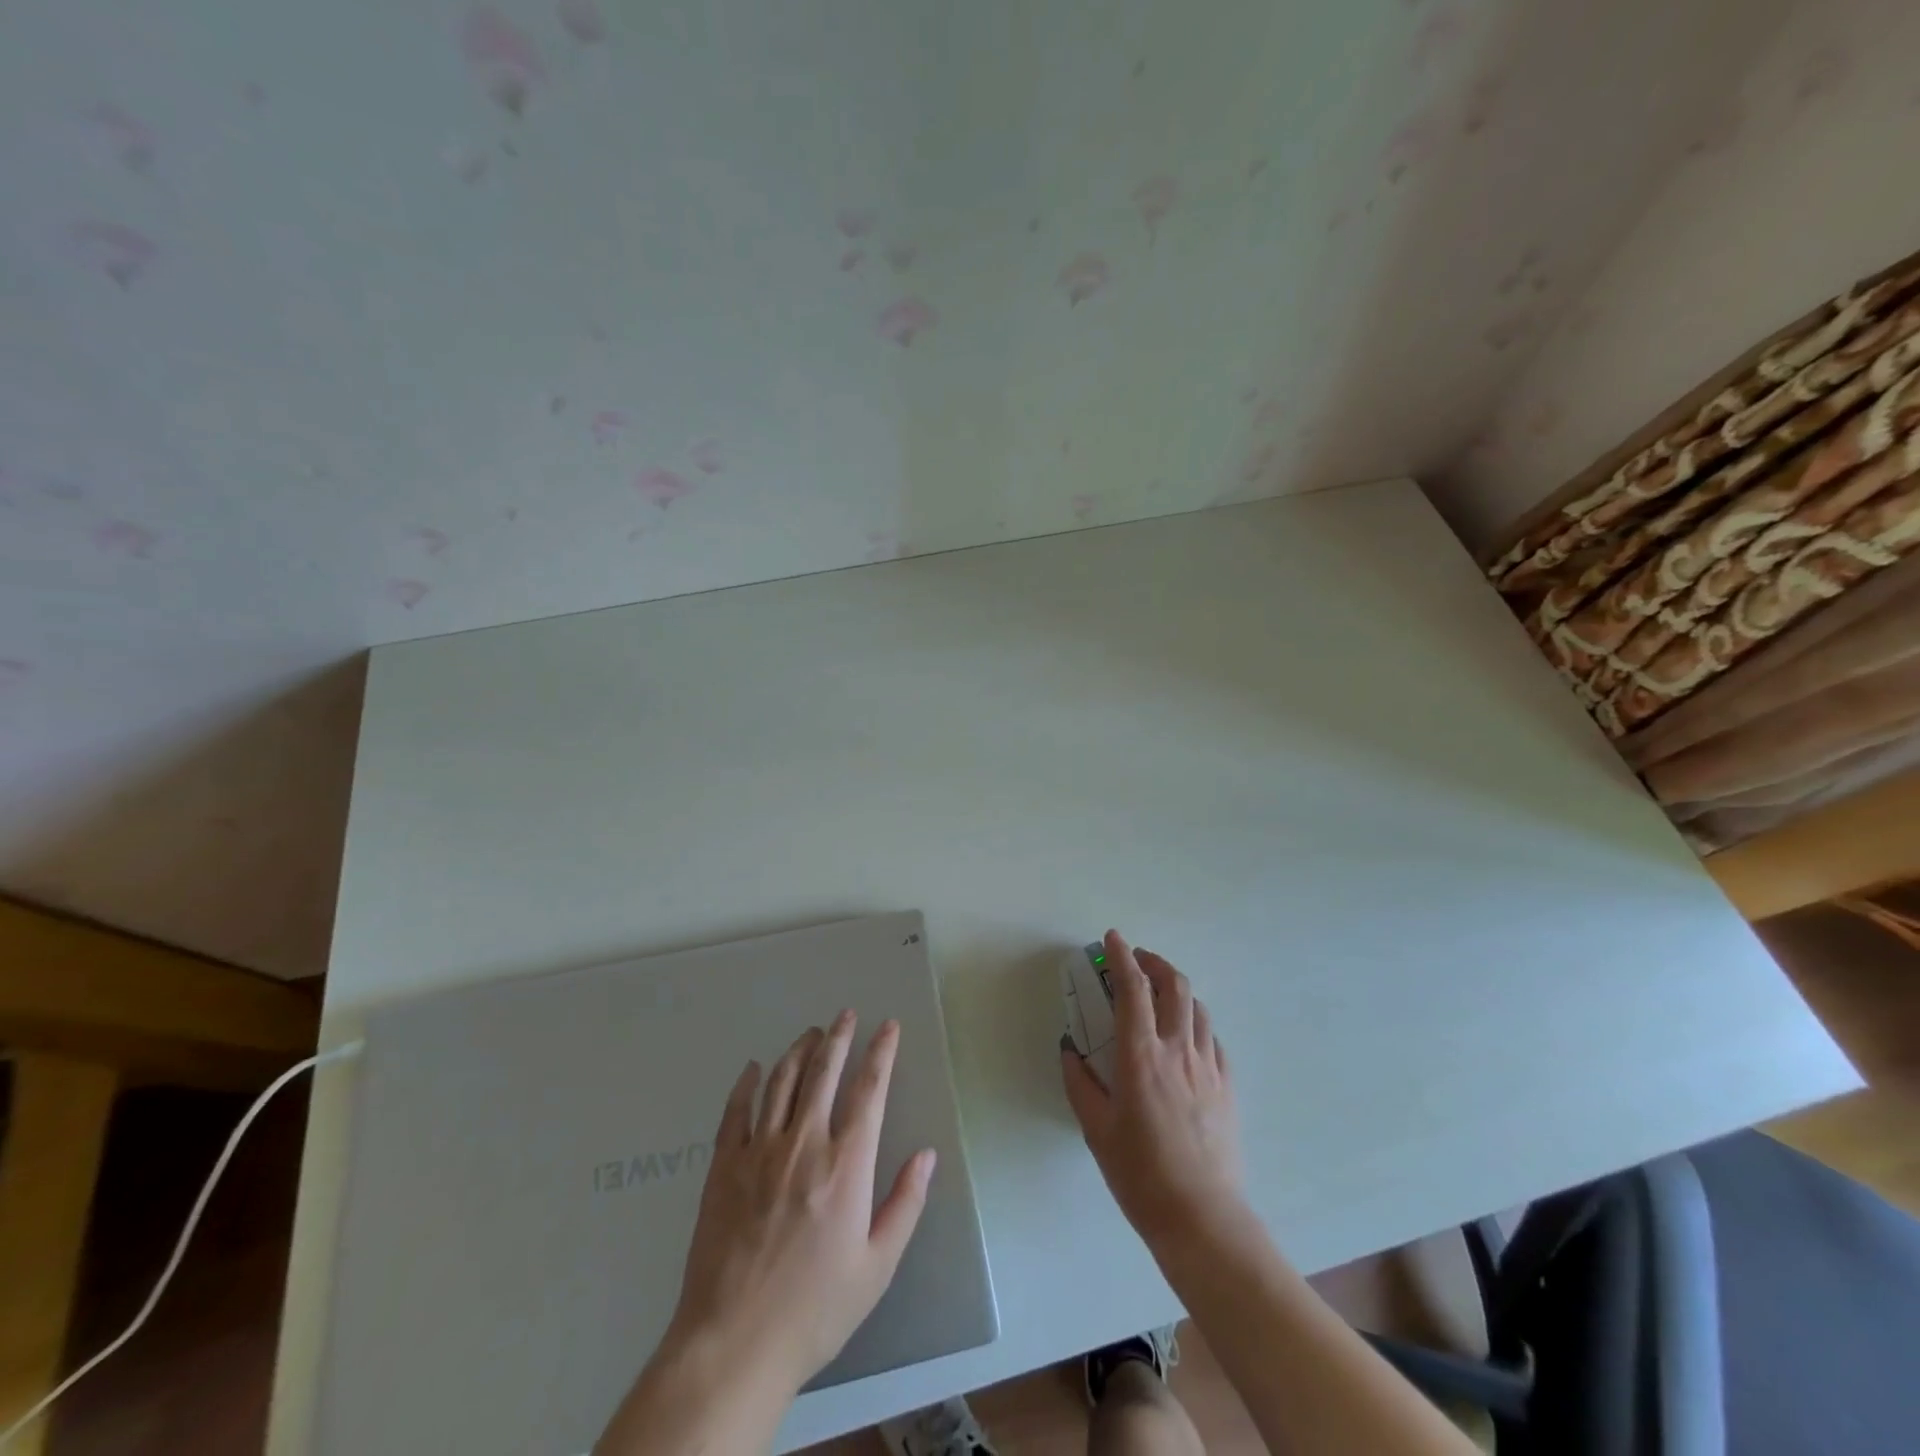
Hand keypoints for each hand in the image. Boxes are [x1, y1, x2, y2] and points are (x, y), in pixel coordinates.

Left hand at [663, 1012, 936, 1395]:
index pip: (869, 1091)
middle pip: (823, 1073)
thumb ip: (905, 1204)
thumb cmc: (815, 1309)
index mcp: (845, 1165)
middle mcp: (803, 1144)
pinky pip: (736, 1111)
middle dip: (839, 1037)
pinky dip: (747, 1084)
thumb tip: (926, 1154)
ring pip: (782, 1082)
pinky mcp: (723, 1167)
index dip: (881, 1053)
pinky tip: (754, 1069)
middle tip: (845, 1014)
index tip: (888, 1027)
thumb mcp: (876, 1266)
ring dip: (799, 1051)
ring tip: (810, 1033)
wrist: (733, 1343)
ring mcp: (759, 1152)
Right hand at [1061, 930, 1243, 1244]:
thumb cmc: (1140, 1174)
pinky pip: (1213, 1039)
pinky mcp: (1227, 1086)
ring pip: (1198, 1007)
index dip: (1122, 956)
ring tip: (1160, 994)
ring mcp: (1208, 1066)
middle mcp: (1178, 1050)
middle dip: (1155, 962)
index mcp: (1141, 1056)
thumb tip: (1070, 1052)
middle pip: (1175, 985)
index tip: (1113, 938)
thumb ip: (1080, 1084)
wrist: (1201, 1217)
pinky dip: (1196, 1023)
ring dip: (1177, 989)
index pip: (1133, 988)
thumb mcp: (1096, 1129)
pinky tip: (1185, 1037)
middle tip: (1137, 960)